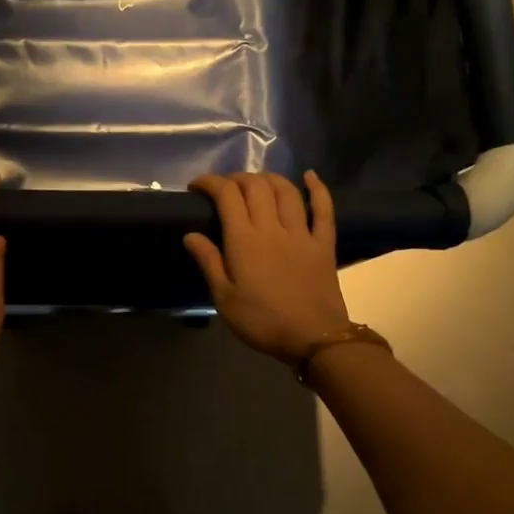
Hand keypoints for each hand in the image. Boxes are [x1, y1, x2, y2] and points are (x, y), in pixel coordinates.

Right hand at [184, 171, 351, 365]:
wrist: (313, 337)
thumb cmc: (262, 321)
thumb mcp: (224, 298)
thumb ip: (209, 262)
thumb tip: (190, 234)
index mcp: (244, 240)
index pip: (226, 195)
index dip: (210, 183)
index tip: (197, 187)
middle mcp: (272, 227)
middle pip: (256, 186)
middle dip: (237, 178)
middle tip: (224, 188)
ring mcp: (301, 233)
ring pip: (286, 190)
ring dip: (268, 178)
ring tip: (256, 182)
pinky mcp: (323, 243)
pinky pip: (323, 209)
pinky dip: (318, 188)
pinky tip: (310, 176)